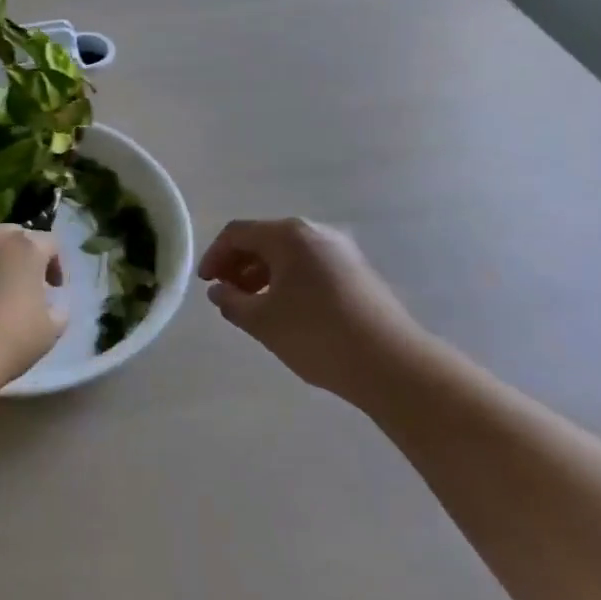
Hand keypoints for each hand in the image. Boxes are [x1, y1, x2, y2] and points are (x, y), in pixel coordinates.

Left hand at [0, 226, 67, 389]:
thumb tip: (52, 302)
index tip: (54, 288)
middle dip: (21, 256)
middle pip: (12, 236)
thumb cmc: (11, 338)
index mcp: (25, 247)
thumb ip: (58, 308)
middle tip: (23, 285)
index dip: (55, 264)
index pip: (50, 242)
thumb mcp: (51, 329)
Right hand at [198, 218, 430, 405]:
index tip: (205, 283)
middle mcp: (315, 233)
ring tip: (253, 305)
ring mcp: (342, 252)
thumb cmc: (317, 335)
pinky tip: (286, 311)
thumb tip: (219, 290)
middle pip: (264, 239)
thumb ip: (231, 301)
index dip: (214, 256)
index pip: (237, 233)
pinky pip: (310, 266)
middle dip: (238, 264)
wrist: (394, 366)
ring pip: (288, 254)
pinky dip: (288, 280)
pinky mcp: (359, 273)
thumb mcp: (262, 321)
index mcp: (288, 235)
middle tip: (225, 293)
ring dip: (263, 274)